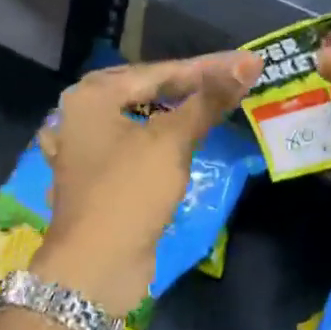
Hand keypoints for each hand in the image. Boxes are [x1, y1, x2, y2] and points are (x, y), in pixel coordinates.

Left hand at [31, 52, 262, 318]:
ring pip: (142, 119)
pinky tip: (182, 138)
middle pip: (147, 91)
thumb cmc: (129, 193)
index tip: (248, 63)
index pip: (160, 71)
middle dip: (192, 88)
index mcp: (91, 95)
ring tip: (216, 106)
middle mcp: (81, 114)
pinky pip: (135, 145)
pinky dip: (161, 139)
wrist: (95, 267)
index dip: (208, 68)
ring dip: (178, 114)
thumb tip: (248, 63)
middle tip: (236, 82)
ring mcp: (86, 147)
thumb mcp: (171, 141)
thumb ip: (208, 100)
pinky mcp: (97, 176)